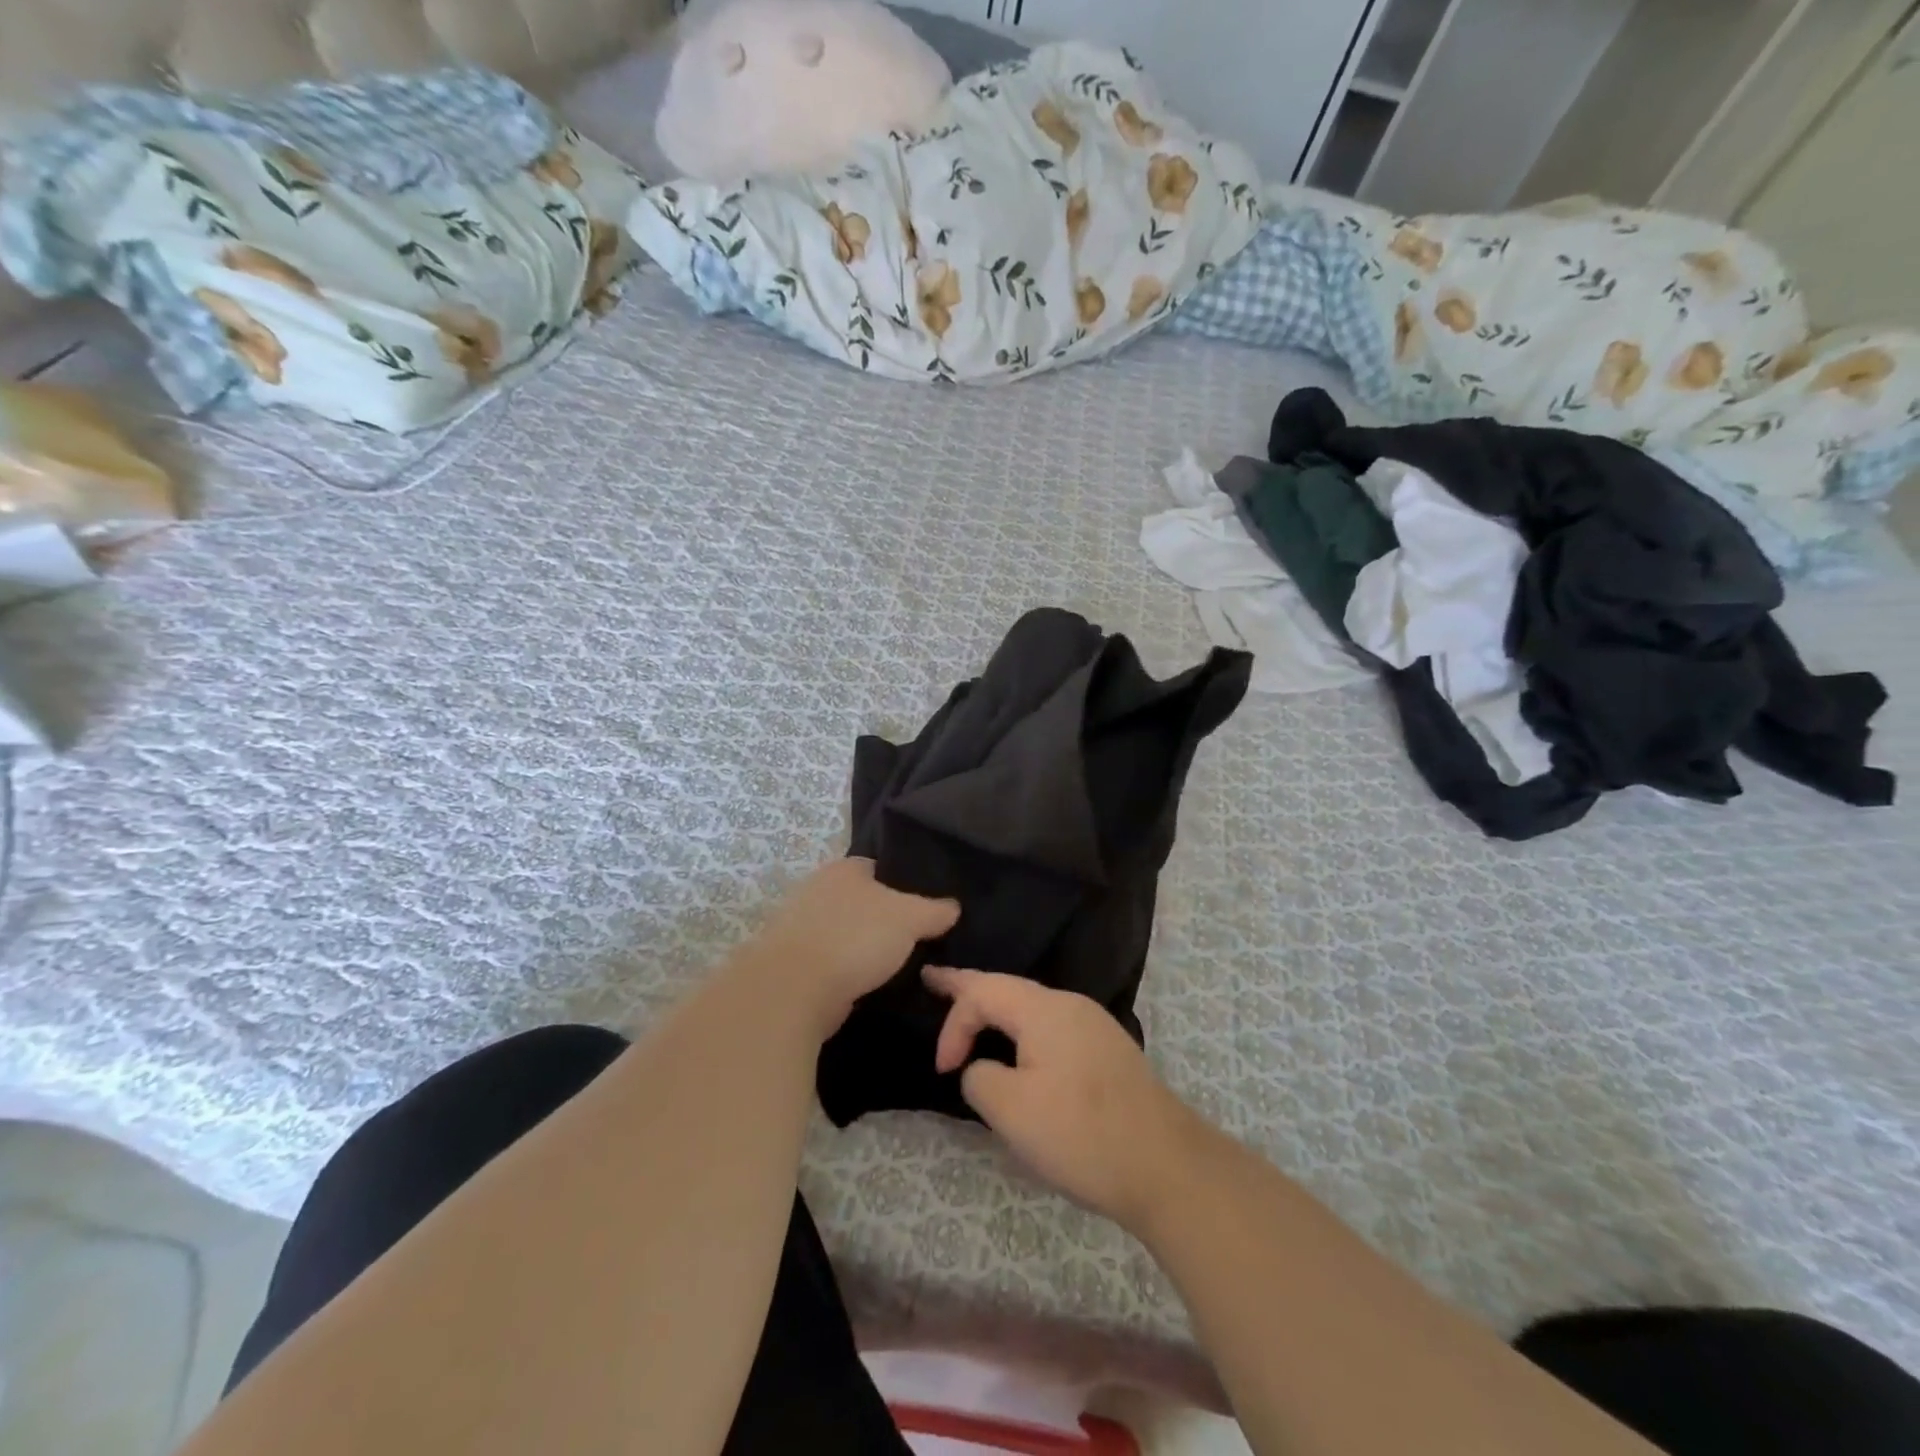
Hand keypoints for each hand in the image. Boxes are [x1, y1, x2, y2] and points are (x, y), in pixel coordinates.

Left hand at [742, 859, 958, 1037]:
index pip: (878, 867)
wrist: (795, 988)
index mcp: (844, 868)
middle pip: (860, 900)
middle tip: (912, 938)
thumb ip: (935, 910)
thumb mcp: (910, 919)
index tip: (923, 907)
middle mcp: (818, 888)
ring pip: (844, 930)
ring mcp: (799, 924)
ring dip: (861, 946)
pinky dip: (845, 969)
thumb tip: (953, 907)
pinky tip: (865, 984)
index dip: (902, 884)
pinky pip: (830, 959)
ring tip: (893, 965)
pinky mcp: (791, 960)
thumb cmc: (856, 938)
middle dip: (881, 917)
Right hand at [923, 967, 1209, 1231]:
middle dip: (968, 987)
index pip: (981, 992)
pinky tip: (1019, 1046)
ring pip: (1031, 1007)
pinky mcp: (1107, 1052)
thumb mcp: (1012, 1111)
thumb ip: (980, 1078)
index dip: (952, 1025)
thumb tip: (985, 1069)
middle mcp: (1070, 1004)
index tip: (943, 1072)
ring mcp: (1093, 1026)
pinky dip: (1022, 1029)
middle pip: (1008, 988)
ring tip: (972, 1011)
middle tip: (933, 979)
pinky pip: (1051, 1027)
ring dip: (997, 1010)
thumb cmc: (1082, 1134)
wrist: (1167, 1167)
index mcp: (1044, 1008)